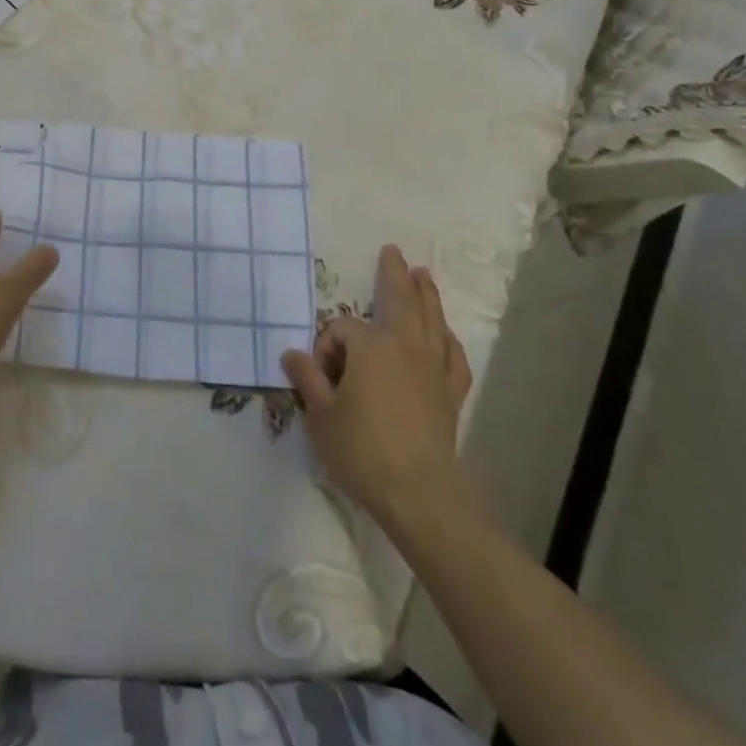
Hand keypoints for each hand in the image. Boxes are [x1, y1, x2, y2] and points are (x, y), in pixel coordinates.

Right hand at [281, 245, 472, 523]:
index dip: (326, 349)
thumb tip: (292, 354)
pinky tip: (446, 336)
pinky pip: (453, 358)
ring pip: (431, 320)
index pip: (341, 330)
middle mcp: (404, 346)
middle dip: (394, 274)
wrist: (419, 494)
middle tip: (394, 252)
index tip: (320, 380)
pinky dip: (449, 342)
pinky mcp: (450, 393)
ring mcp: (433, 368)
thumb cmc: (362, 449)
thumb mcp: (321, 415)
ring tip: (424, 275)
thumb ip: (307, 379)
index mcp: (370, 345)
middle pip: (400, 300)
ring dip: (427, 295)